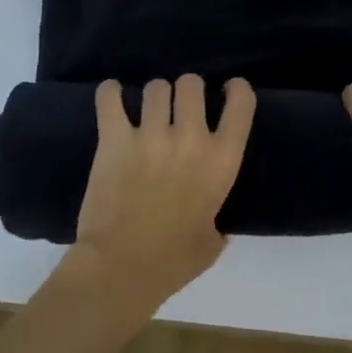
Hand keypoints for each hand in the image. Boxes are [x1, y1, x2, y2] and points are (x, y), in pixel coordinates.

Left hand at [68, 75, 255, 305]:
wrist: (122, 268)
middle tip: (178, 106)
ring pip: (156, 87)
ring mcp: (151, 135)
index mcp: (222, 160)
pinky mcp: (114, 140)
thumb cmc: (174, 261)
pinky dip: (110, 93)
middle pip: (192, 84)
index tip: (228, 89)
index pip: (241, 104)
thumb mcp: (213, 241)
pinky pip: (110, 98)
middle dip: (187, 90)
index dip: (236, 90)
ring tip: (146, 108)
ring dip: (154, 95)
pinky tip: (112, 95)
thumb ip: (216, 221)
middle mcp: (191, 138)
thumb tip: (212, 225)